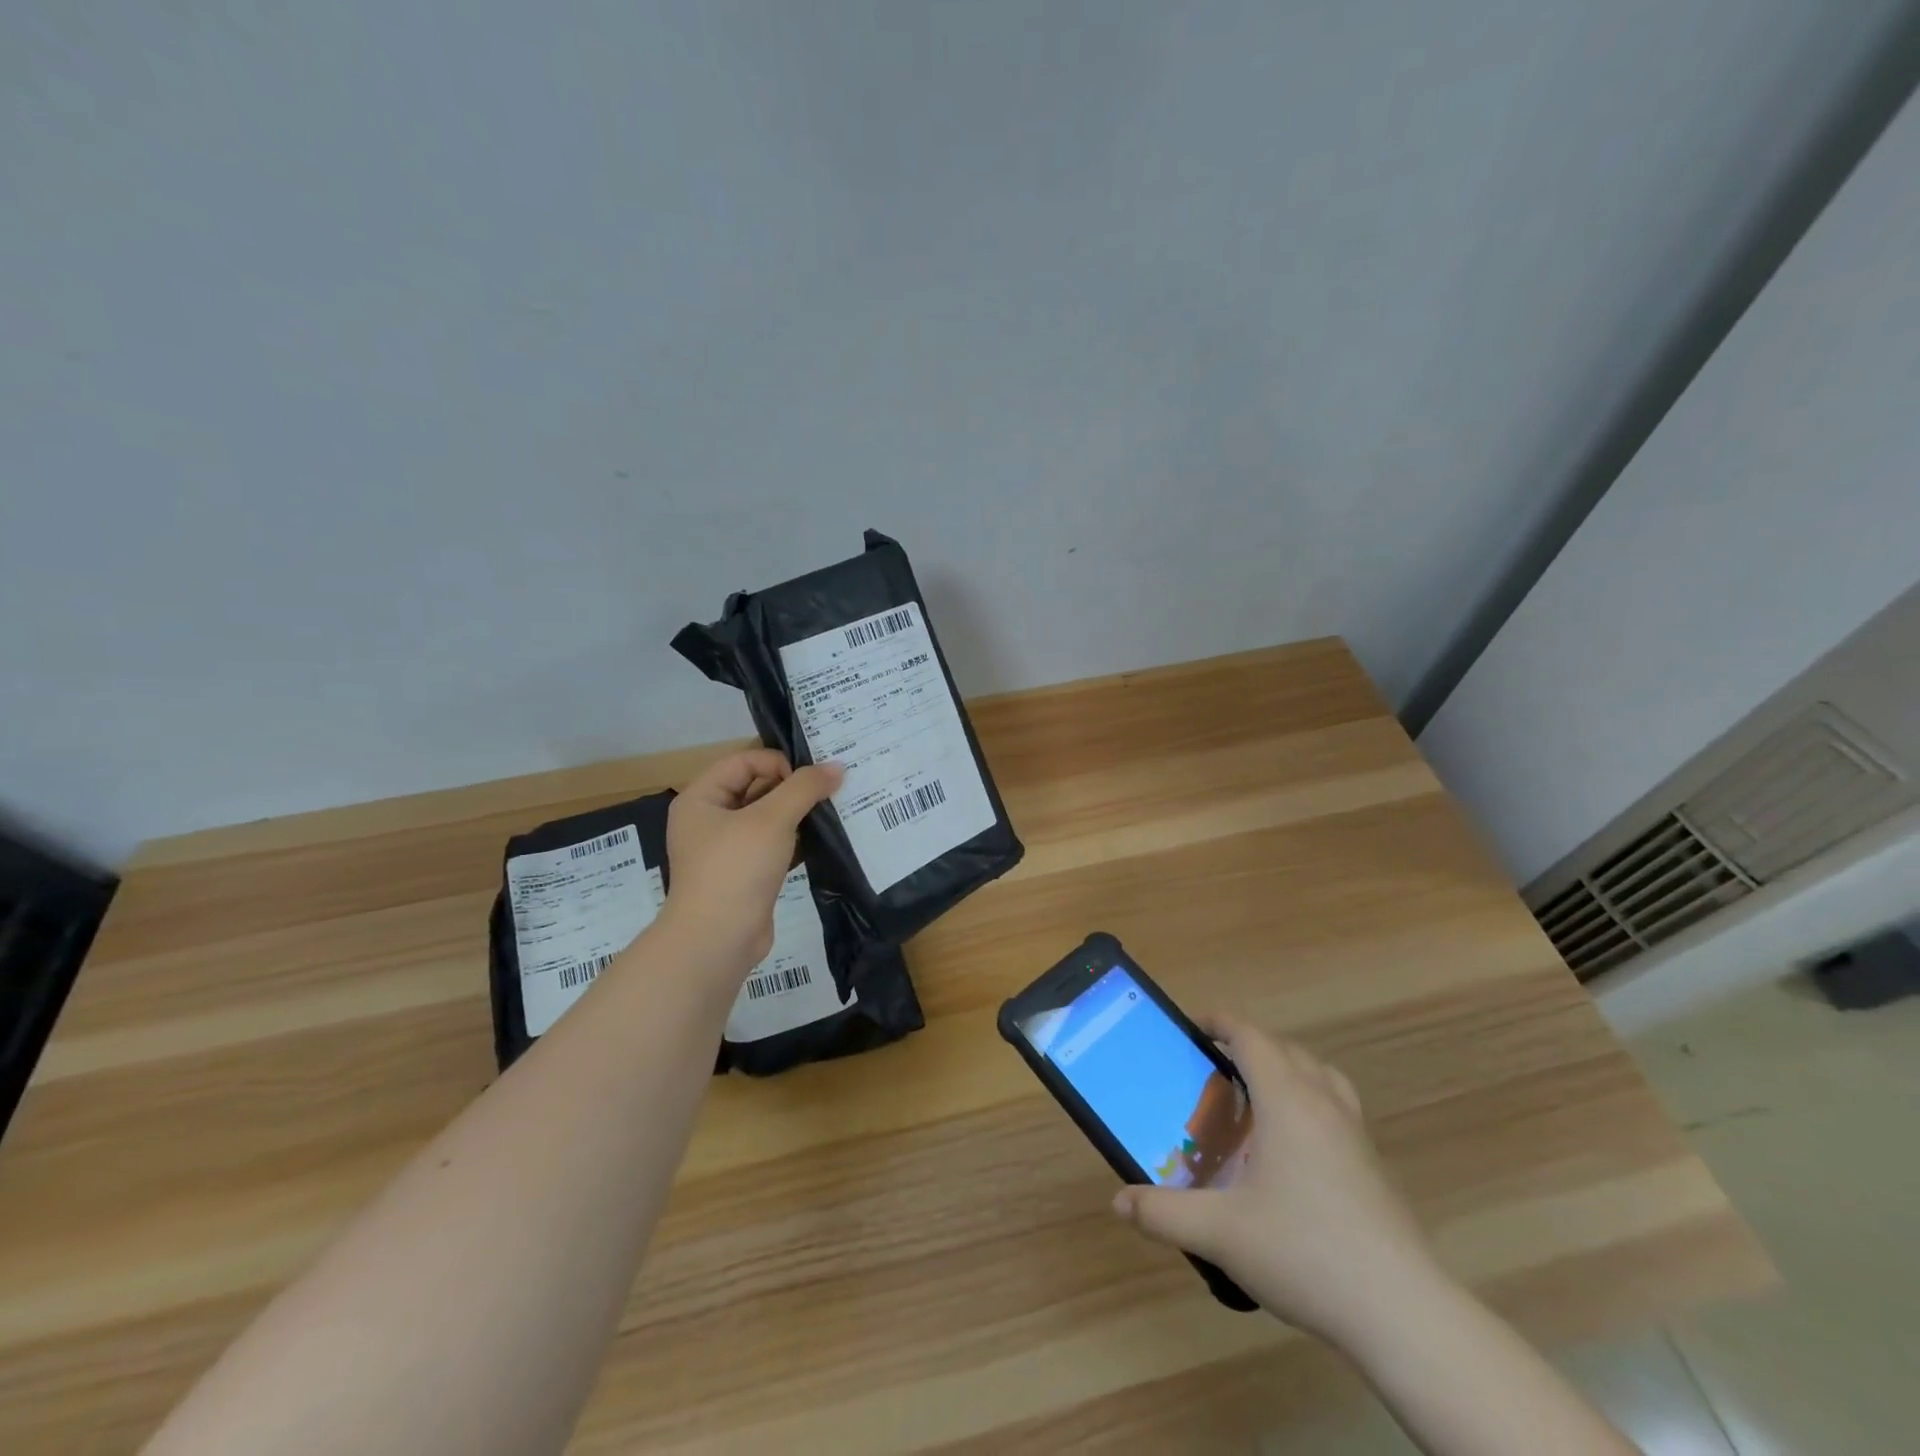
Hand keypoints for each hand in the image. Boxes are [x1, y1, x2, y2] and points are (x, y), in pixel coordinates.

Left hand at [659, 750, 841, 980]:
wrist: (718, 940)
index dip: (778, 763)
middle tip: (831, 789)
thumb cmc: (736, 869)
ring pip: (767, 817)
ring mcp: (726, 849)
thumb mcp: (772, 819)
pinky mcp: (745, 874)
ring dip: (798, 814)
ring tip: (832, 812)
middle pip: (756, 786)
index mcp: (701, 798)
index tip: (810, 780)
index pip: (743, 761)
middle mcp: (709, 819)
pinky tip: (824, 840)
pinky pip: (773, 845)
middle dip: (793, 787)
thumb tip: (837, 767)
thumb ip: (805, 788)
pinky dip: (796, 839)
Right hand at [1111, 1017, 1441, 1349]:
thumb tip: (1119, 1203)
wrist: (1402, 1312)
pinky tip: (1294, 1151)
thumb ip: (1164, 1214)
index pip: (1251, 1037)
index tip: (1192, 1028)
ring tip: (1257, 1099)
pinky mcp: (1374, 1164)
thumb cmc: (1305, 1252)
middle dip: (1247, 1046)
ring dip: (1286, 1069)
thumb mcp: (1221, 1232)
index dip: (1220, 1022)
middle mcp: (1323, 1102)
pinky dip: (1310, 1102)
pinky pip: (1337, 1106)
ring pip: (1319, 1073)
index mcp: (1286, 1100)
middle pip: (1285, 1049)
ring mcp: (1355, 1133)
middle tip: (1213, 1070)